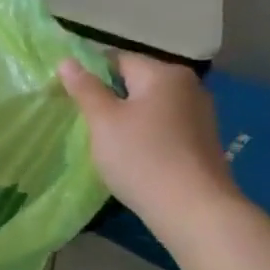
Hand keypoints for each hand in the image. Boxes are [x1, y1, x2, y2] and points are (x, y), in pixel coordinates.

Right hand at [59, 51, 240, 227]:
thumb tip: (67, 60)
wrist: (194, 210)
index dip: (89, 74)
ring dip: (127, 117)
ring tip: (106, 141)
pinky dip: (145, 134)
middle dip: (109, 97)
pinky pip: (164, 126)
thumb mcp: (103, 121)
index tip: (70, 97)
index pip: (117, 59)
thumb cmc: (142, 157)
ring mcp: (200, 115)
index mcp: (164, 74)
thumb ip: (85, 88)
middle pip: (135, 81)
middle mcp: (188, 86)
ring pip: (149, 106)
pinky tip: (133, 155)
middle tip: (84, 121)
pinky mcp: (202, 141)